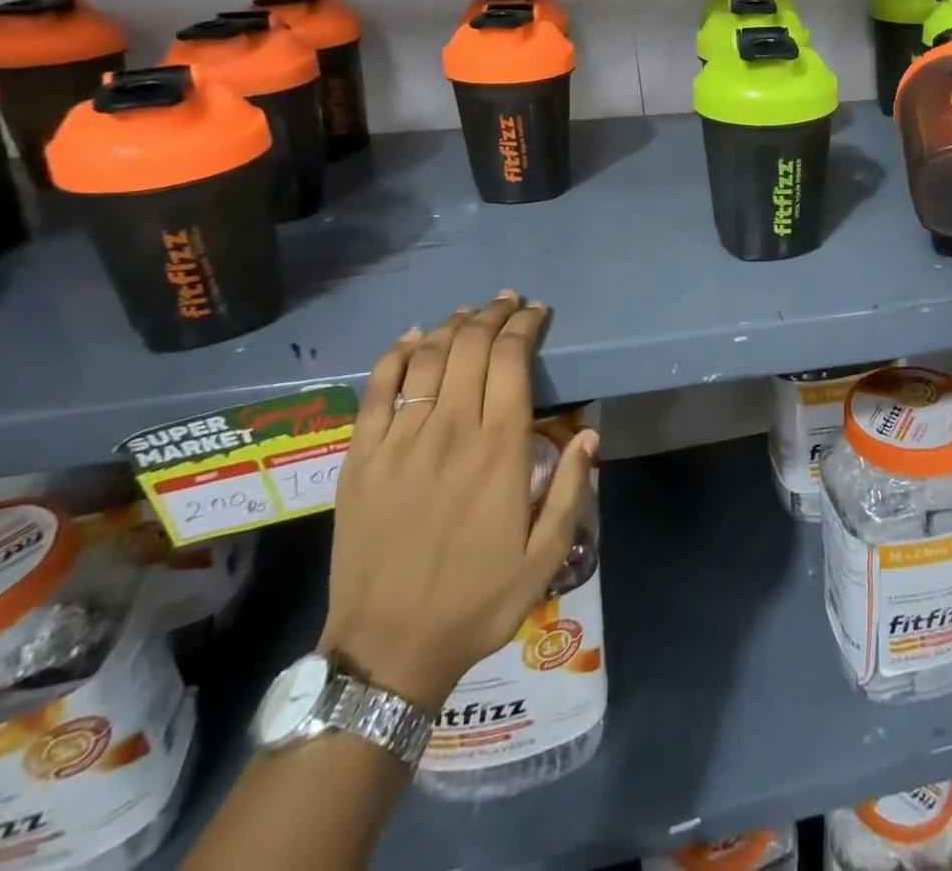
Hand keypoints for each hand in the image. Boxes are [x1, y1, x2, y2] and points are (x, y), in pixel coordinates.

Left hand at [320, 292, 597, 711]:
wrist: (388, 650)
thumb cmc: (477, 601)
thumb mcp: (545, 556)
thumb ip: (573, 489)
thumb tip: (590, 433)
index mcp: (499, 450)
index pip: (512, 360)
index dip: (525, 326)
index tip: (537, 312)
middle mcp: (451, 431)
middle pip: (471, 347)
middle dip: (493, 315)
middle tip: (507, 302)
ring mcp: (400, 441)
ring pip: (428, 359)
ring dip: (452, 326)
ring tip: (468, 313)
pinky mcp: (361, 458)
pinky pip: (377, 390)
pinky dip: (395, 355)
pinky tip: (411, 338)